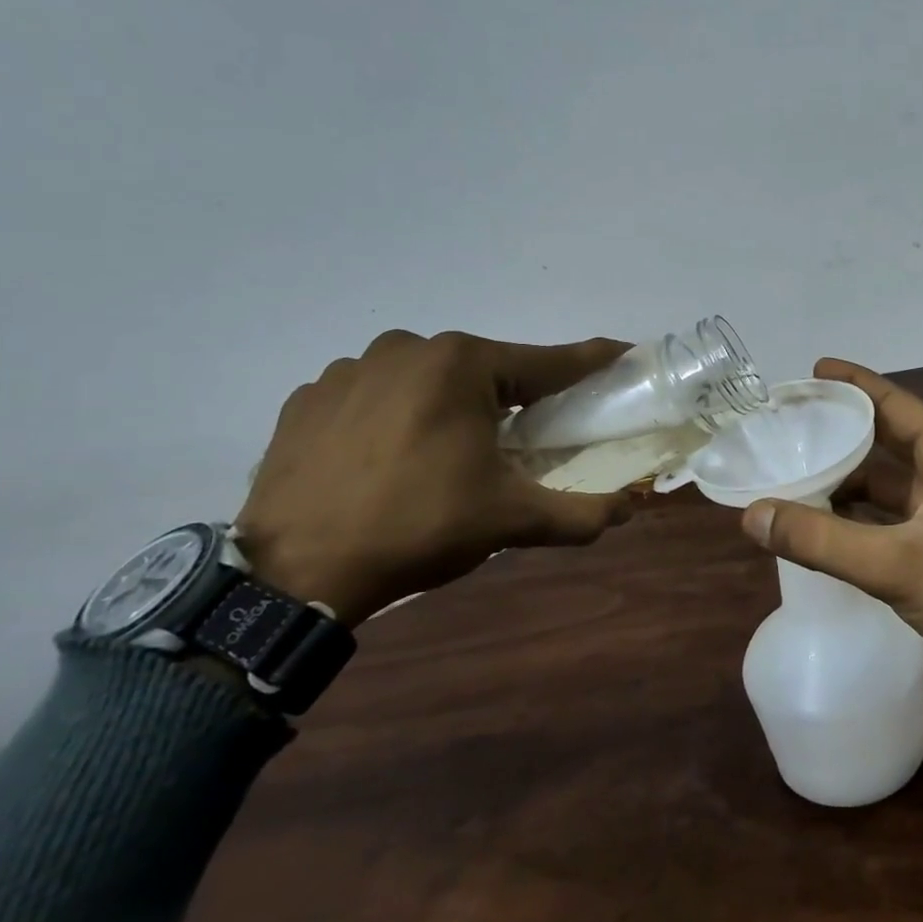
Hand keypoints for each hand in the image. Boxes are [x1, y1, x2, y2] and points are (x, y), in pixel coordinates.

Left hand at [233, 330, 632, 624]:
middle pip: (485, 370)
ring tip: (447, 457)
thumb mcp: (511, 521)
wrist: (293, 572)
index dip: (591, 362)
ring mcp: (350, 369)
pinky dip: (396, 417)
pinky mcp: (308, 398)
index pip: (548, 361)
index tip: (622, 353)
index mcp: (461, 365)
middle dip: (512, 398)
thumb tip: (629, 507)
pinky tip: (391, 458)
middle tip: (524, 439)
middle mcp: (407, 348)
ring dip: (450, 407)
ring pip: (427, 380)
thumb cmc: (418, 528)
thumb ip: (581, 513)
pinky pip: (375, 396)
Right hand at [740, 359, 922, 736]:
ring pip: (888, 480)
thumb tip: (752, 514)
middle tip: (790, 424)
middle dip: (842, 430)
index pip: (893, 401)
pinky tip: (825, 524)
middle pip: (887, 436)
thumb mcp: (896, 564)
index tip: (810, 371)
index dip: (852, 383)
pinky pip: (892, 514)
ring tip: (795, 473)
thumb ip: (821, 540)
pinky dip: (859, 515)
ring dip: (847, 477)